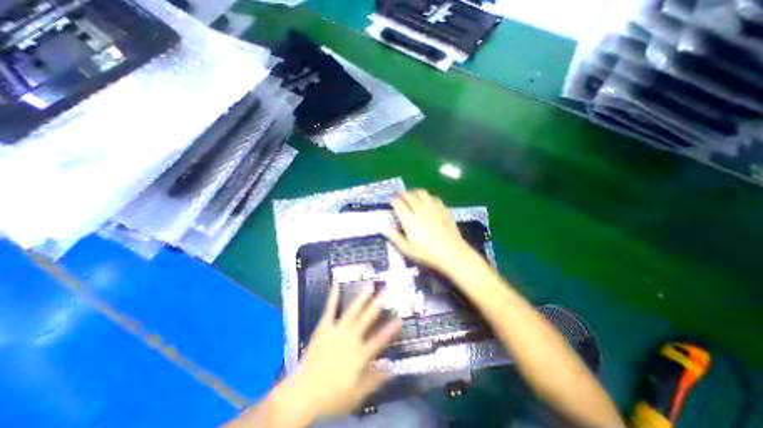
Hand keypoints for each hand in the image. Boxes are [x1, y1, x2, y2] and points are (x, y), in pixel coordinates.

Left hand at [279, 284, 399, 420]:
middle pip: (367, 319)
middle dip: (377, 305)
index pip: (379, 340)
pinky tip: (336, 284)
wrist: (303, 395)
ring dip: (361, 298)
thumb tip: (391, 368)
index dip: (390, 329)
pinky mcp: (324, 328)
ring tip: (369, 286)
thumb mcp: (357, 395)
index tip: (399, 318)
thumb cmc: (332, 397)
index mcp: (360, 355)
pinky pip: (330, 310)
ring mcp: (337, 331)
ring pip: (352, 312)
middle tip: (385, 292)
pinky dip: (333, 297)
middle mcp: (351, 339)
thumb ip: (374, 380)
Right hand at [389, 188, 475, 272]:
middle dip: (402, 193)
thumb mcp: (407, 250)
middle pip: (409, 195)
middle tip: (398, 193)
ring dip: (414, 191)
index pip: (398, 204)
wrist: (452, 252)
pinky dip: (426, 196)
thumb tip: (385, 228)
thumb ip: (395, 238)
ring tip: (411, 194)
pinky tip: (427, 200)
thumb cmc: (427, 253)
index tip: (391, 200)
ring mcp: (432, 207)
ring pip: (421, 193)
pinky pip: (433, 197)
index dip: (393, 200)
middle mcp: (420, 209)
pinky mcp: (442, 208)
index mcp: (409, 219)